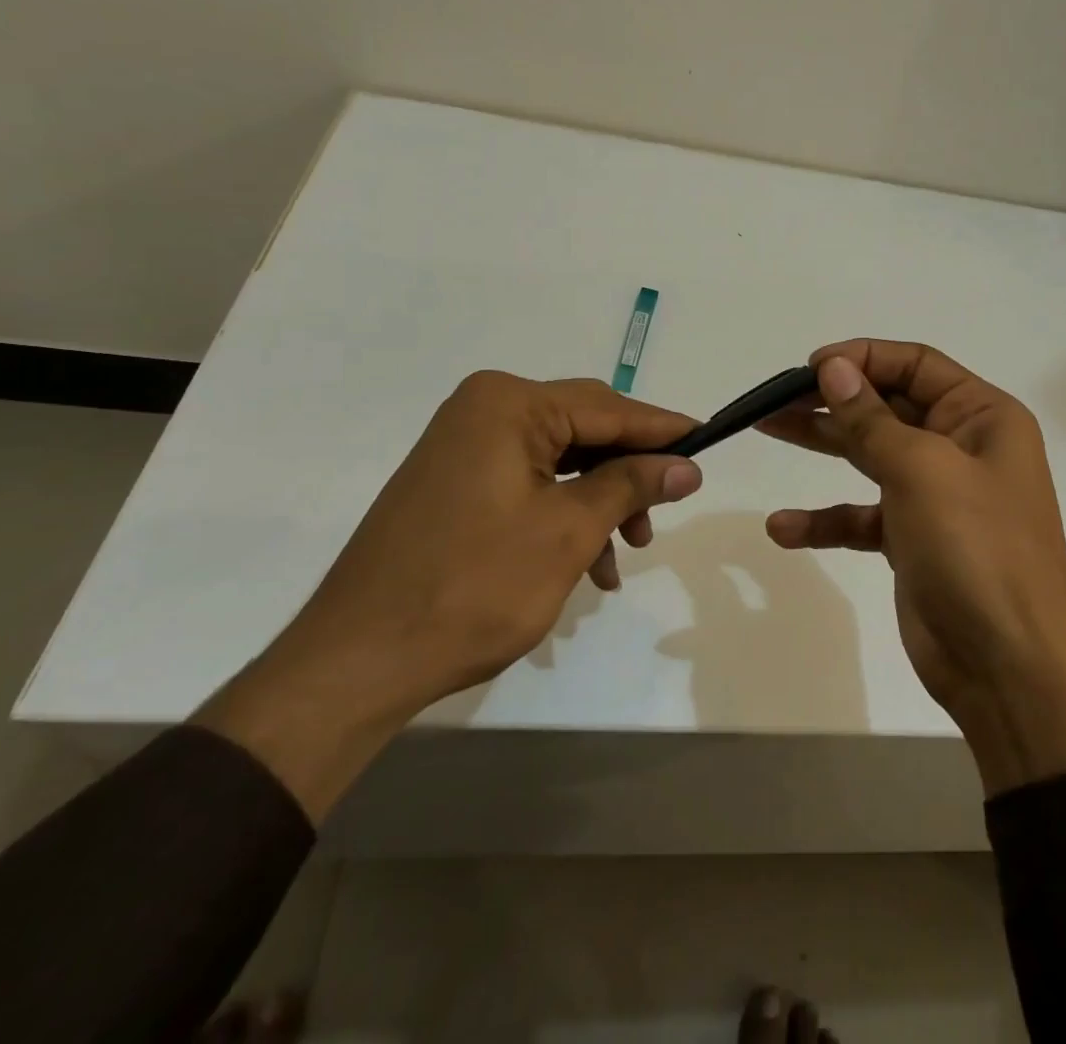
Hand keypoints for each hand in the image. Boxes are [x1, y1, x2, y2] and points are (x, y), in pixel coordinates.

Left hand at [198, 372, 701, 818]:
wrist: (357, 660)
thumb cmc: (473, 586)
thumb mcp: (568, 531)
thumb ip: (631, 485)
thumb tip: (686, 465)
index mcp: (508, 404)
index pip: (608, 407)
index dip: (662, 429)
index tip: (708, 441)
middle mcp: (484, 411)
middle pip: (584, 430)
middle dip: (628, 473)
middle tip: (664, 514)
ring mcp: (464, 447)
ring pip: (560, 461)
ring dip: (599, 502)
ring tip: (622, 555)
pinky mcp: (455, 483)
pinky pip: (529, 484)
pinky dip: (563, 516)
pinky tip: (586, 564)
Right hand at [760, 339, 1065, 793]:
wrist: (1009, 669)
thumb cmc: (976, 549)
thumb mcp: (920, 470)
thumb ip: (870, 418)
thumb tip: (833, 366)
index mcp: (982, 417)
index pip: (916, 365)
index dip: (863, 358)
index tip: (810, 367)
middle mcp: (962, 448)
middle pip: (888, 406)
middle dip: (832, 399)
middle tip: (775, 398)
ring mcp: (937, 496)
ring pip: (870, 454)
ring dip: (821, 443)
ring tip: (765, 428)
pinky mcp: (912, 540)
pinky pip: (862, 515)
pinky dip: (826, 518)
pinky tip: (783, 527)